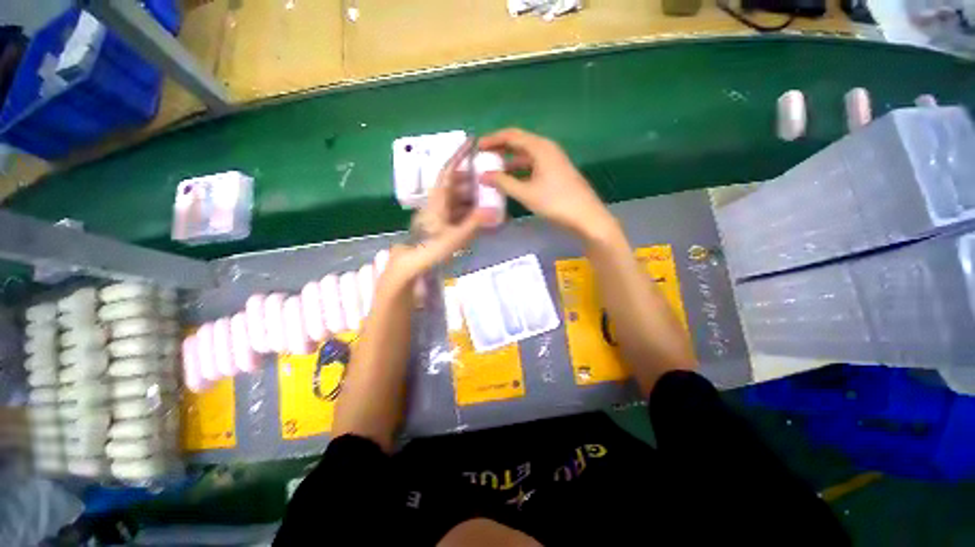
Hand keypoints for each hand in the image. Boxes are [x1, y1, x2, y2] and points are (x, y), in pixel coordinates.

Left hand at [380, 140, 489, 292]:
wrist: (413, 263)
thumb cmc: (431, 248)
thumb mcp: (456, 236)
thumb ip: (475, 222)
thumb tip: (494, 211)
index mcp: (438, 200)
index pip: (449, 171)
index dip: (459, 156)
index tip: (472, 143)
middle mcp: (438, 202)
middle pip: (456, 184)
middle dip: (473, 178)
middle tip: (491, 177)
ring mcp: (439, 213)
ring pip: (458, 198)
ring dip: (473, 195)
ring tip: (490, 196)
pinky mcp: (441, 223)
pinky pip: (457, 211)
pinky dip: (469, 210)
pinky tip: (480, 214)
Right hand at [479, 128, 615, 239]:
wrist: (586, 216)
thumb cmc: (555, 202)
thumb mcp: (526, 193)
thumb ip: (503, 182)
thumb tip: (483, 176)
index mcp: (540, 147)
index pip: (511, 135)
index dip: (493, 139)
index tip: (477, 147)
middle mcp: (547, 149)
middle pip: (519, 143)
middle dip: (500, 149)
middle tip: (483, 157)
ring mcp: (553, 161)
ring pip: (526, 156)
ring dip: (510, 161)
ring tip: (493, 170)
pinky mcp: (556, 172)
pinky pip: (533, 166)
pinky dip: (520, 170)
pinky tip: (511, 181)